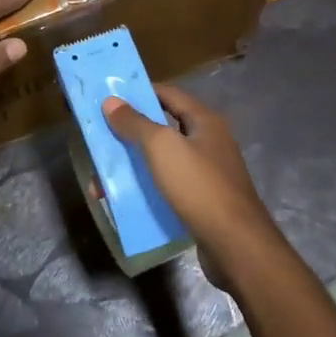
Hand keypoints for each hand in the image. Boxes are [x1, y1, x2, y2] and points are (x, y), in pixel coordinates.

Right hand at [103, 84, 280, 284]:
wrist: (234, 244)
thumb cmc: (198, 186)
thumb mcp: (162, 148)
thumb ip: (135, 123)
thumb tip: (111, 101)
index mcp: (205, 121)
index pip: (169, 94)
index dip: (140, 92)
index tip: (111, 98)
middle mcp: (209, 142)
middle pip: (164, 129)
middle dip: (131, 135)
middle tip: (101, 140)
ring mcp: (208, 174)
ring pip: (164, 162)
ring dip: (135, 167)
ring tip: (103, 179)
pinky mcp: (203, 202)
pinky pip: (169, 188)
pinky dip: (147, 190)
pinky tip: (125, 201)